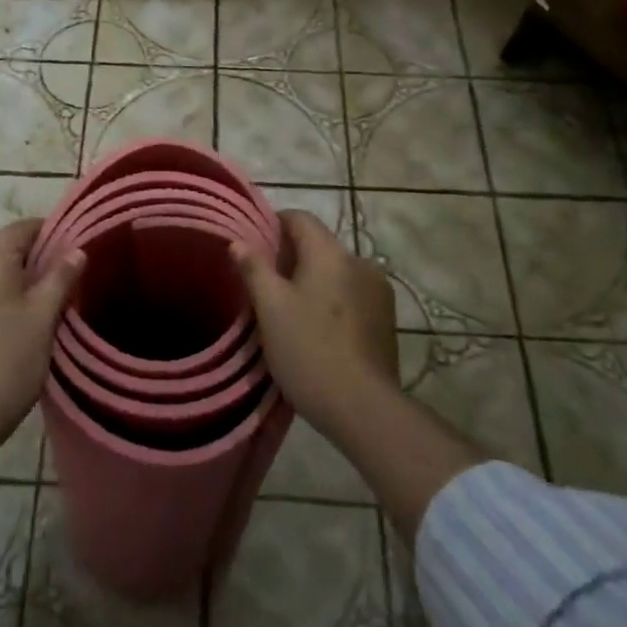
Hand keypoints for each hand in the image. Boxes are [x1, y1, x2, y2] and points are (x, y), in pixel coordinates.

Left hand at [0, 219, 85, 450]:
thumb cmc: (6, 363)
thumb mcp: (42, 319)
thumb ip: (60, 278)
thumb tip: (76, 249)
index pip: (20, 229)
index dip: (46, 231)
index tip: (68, 244)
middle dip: (26, 263)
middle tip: (54, 284)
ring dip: (2, 286)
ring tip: (27, 312)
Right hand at [234, 212, 481, 544]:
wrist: (363, 408)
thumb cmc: (308, 350)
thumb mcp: (270, 309)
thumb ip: (254, 269)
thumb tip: (238, 242)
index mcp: (331, 253)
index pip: (300, 219)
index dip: (274, 224)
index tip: (254, 244)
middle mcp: (359, 262)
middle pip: (319, 245)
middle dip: (291, 257)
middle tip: (265, 283)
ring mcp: (378, 291)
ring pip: (337, 272)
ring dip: (314, 280)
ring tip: (290, 310)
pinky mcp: (387, 319)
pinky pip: (352, 295)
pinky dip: (333, 300)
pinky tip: (319, 329)